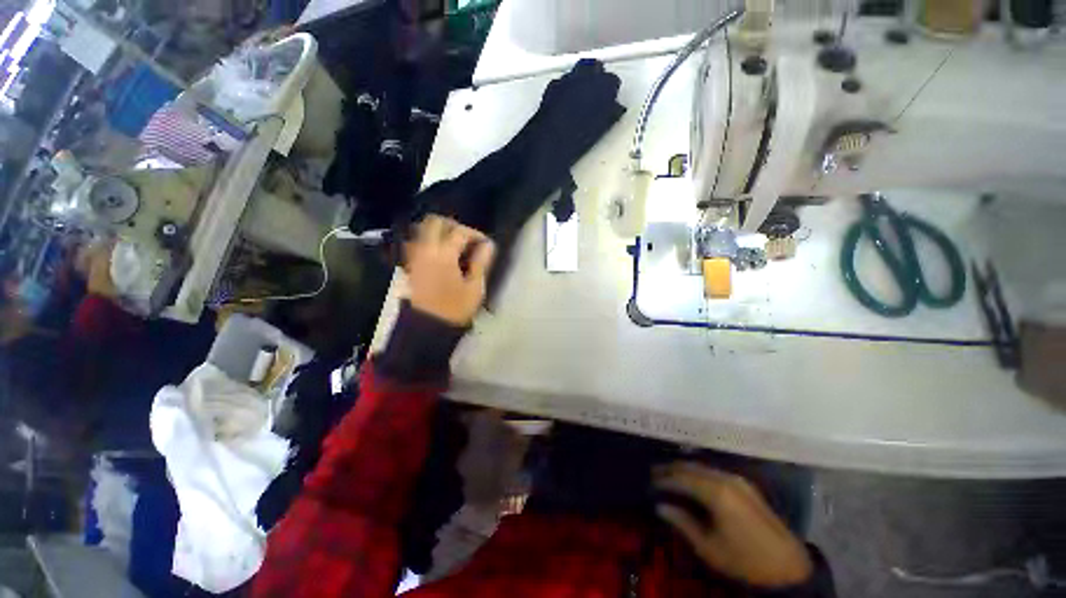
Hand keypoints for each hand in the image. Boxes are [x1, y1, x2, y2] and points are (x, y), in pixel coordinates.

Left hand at [404, 215, 494, 325]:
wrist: (428, 327)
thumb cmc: (455, 309)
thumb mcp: (475, 287)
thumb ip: (481, 263)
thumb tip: (488, 245)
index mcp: (444, 255)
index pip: (460, 232)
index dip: (475, 234)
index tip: (486, 244)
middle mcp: (426, 250)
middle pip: (435, 222)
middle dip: (453, 225)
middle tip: (467, 238)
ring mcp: (415, 257)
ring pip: (422, 230)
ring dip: (439, 231)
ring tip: (454, 244)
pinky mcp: (410, 265)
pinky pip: (417, 243)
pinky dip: (429, 241)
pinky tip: (441, 254)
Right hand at [654, 463, 812, 587]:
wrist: (788, 567)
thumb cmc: (745, 560)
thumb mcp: (709, 548)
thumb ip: (683, 523)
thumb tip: (660, 506)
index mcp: (716, 493)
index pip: (682, 478)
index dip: (664, 479)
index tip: (649, 481)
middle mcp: (726, 479)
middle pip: (691, 467)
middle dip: (672, 469)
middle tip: (654, 473)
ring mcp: (738, 480)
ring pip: (703, 467)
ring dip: (685, 470)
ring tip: (669, 475)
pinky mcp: (746, 486)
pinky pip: (715, 472)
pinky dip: (699, 473)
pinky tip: (693, 480)